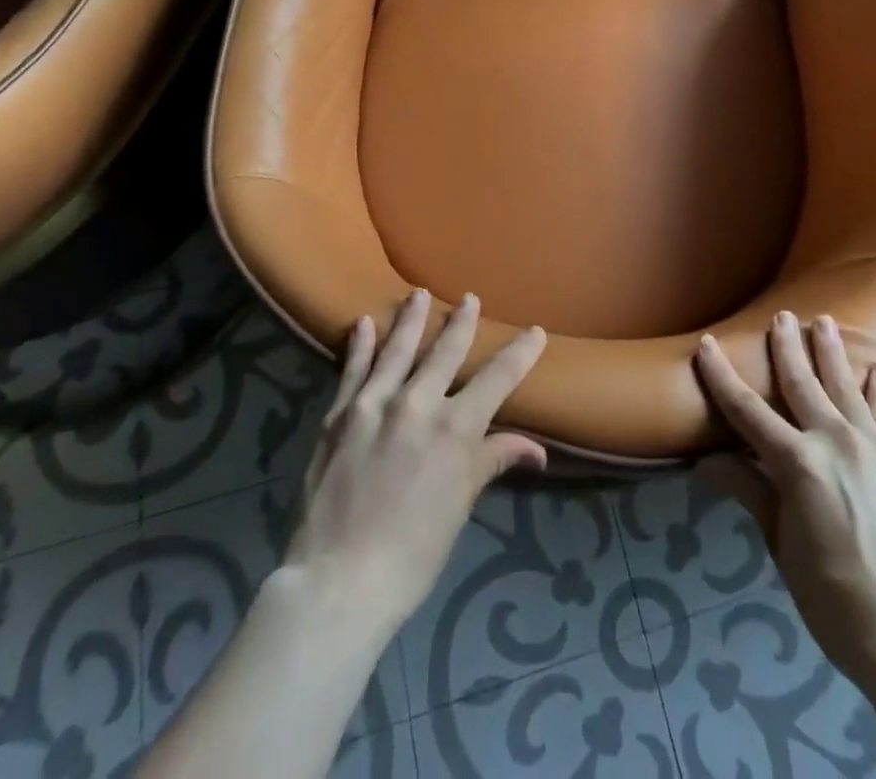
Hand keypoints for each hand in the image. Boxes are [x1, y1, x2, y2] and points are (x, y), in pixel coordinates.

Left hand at [282, 290, 547, 638]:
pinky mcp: (338, 416)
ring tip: (418, 294)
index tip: (535, 332)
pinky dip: (359, 346)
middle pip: (446, 352)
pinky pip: (352, 371)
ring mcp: (374, 405)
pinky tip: (363, 324)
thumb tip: (536, 449)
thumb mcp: (460, 506)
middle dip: (461, 322)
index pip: (498, 378)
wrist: (338, 581)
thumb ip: (492, 462)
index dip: (520, 353)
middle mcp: (417, 404)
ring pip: (397, 349)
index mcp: (455, 428)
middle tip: (469, 298)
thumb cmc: (413, 552)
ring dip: (410, 319)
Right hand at [694, 312, 875, 683]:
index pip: (747, 410)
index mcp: (797, 463)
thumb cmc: (832, 597)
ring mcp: (870, 447)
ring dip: (832, 352)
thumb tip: (706, 461)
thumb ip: (750, 492)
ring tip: (824, 322)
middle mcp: (833, 441)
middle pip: (802, 382)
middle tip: (780, 315)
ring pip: (845, 386)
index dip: (722, 376)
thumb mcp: (781, 546)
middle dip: (787, 347)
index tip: (706, 344)